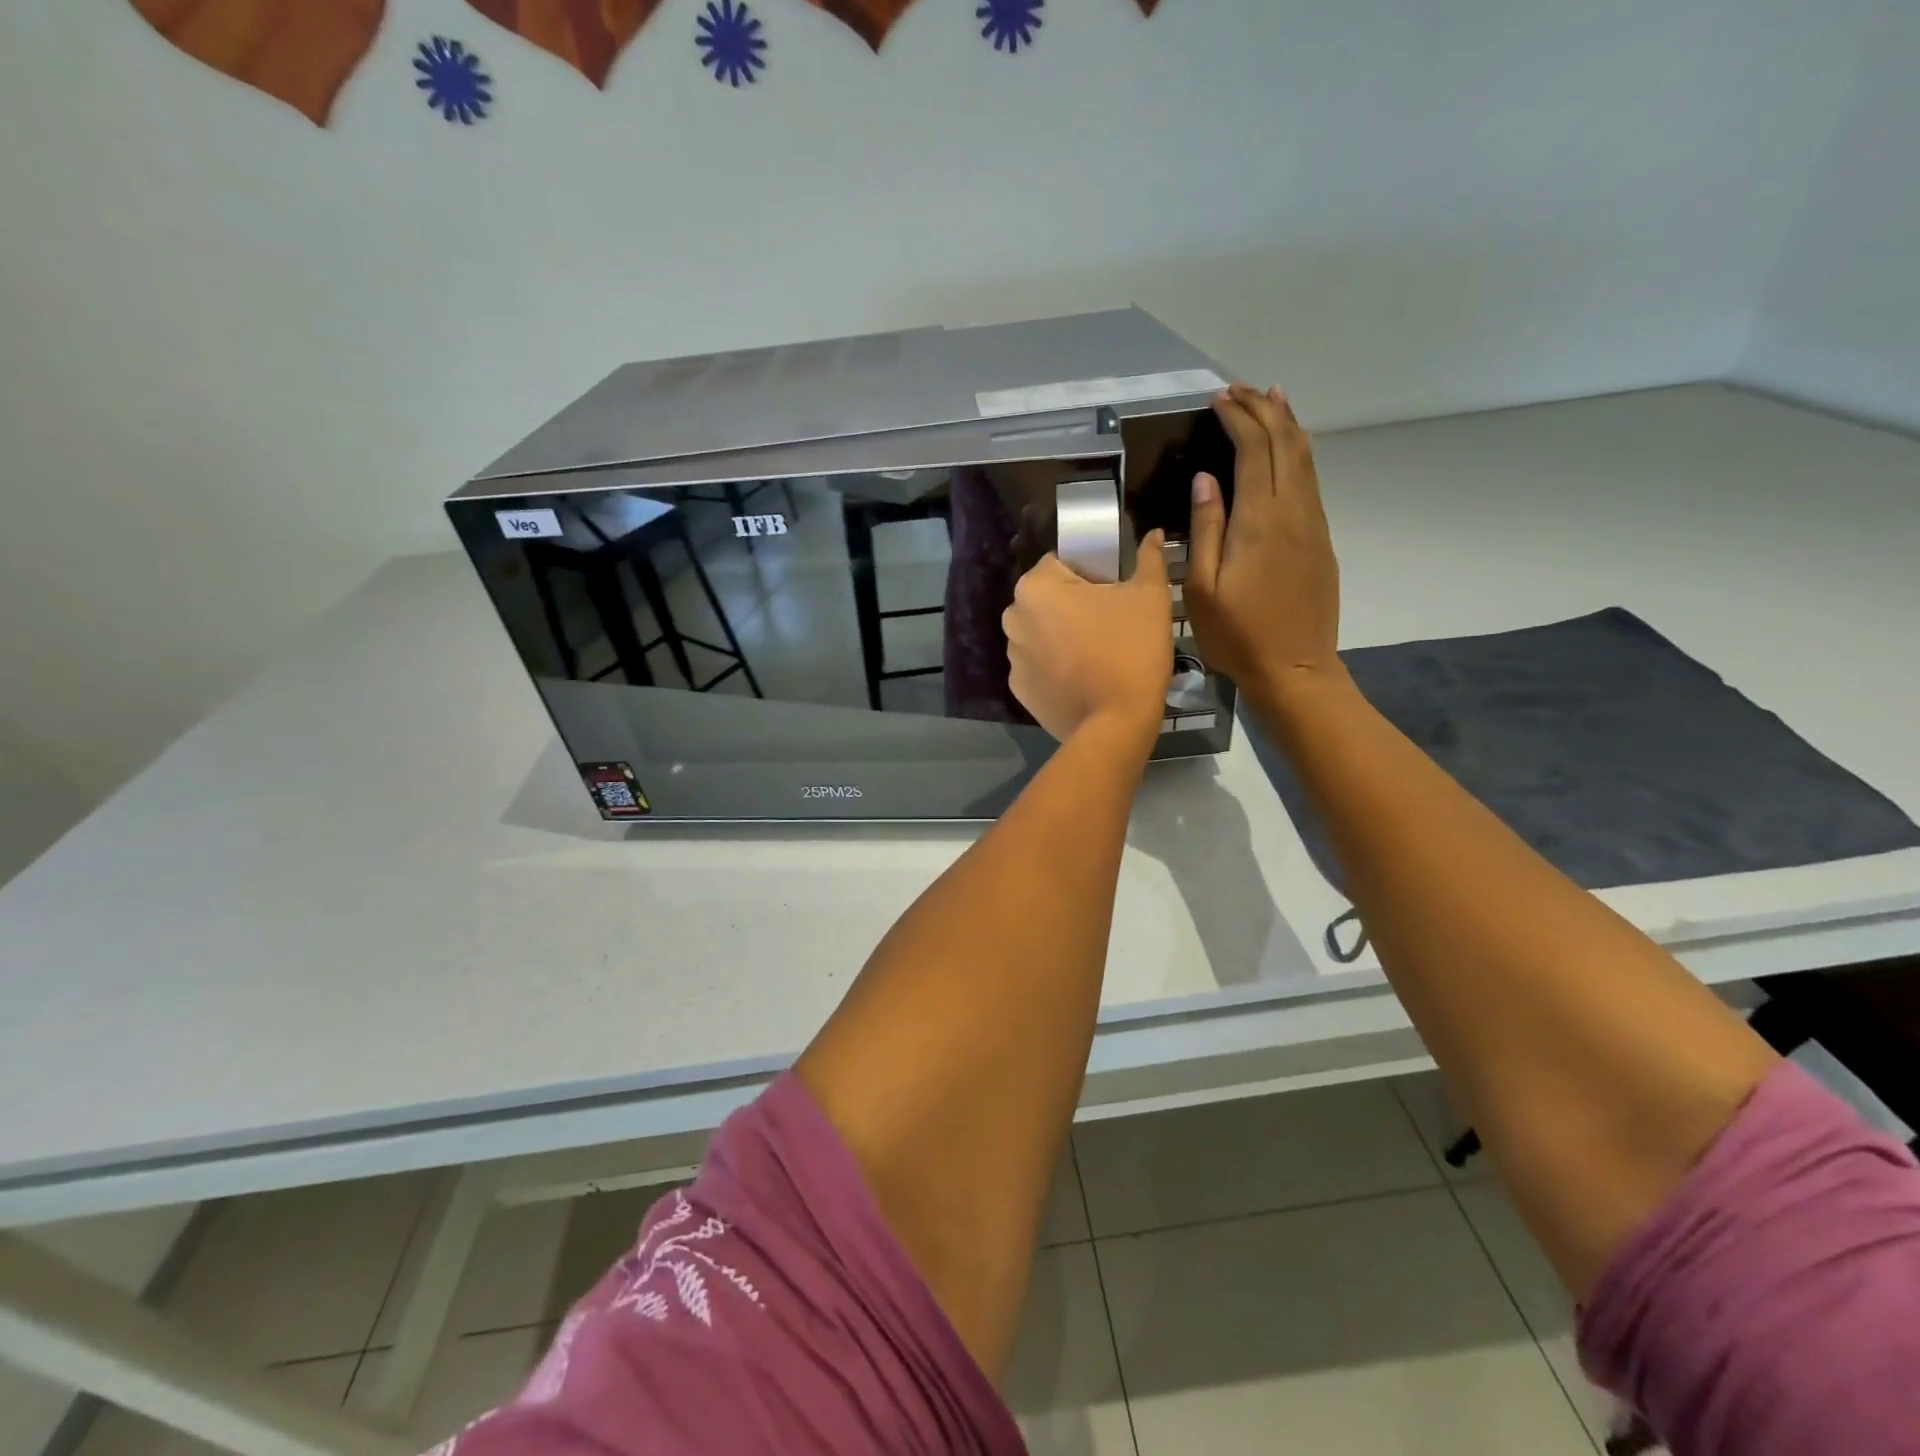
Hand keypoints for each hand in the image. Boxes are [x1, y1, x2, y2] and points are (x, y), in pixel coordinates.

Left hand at [1003, 532, 1172, 742]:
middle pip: (1047, 599)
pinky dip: (1055, 668)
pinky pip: (1038, 666)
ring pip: (1041, 633)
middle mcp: (1013, 617)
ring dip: (1062, 636)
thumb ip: (1149, 559)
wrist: (1116, 724)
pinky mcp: (1019, 689)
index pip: (1060, 563)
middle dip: (1073, 606)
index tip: (1114, 594)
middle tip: (1110, 625)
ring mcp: (1012, 657)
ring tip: (1097, 655)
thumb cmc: (1132, 650)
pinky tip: (1082, 679)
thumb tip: (1153, 534)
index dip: (1090, 573)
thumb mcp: (1150, 597)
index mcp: (1036, 586)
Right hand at [1184, 385, 1340, 698]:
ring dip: (1287, 424)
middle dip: (1264, 409)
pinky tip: (1288, 448)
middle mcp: (1293, 511)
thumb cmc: (1238, 635)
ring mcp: (1313, 524)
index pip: (1253, 451)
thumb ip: (1206, 530)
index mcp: (1259, 520)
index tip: (1218, 400)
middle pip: (1285, 443)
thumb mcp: (1203, 589)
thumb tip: (1207, 480)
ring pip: (1305, 458)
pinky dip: (1297, 452)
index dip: (1238, 419)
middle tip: (1241, 389)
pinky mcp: (1321, 540)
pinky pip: (1310, 480)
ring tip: (1271, 398)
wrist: (1295, 668)